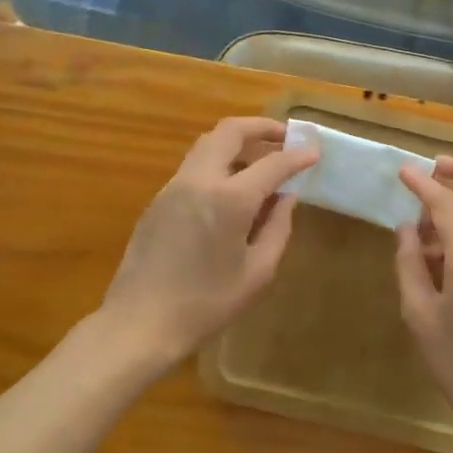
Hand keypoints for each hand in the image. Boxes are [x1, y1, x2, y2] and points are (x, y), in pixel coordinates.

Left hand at [100, 117, 317, 368]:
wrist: (138, 324)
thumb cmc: (206, 305)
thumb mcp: (257, 273)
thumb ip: (277, 228)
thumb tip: (285, 197)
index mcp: (229, 199)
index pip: (272, 163)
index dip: (297, 156)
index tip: (314, 152)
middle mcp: (199, 180)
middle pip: (230, 131)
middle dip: (261, 127)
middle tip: (285, 137)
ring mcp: (174, 187)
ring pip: (208, 144)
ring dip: (237, 143)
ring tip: (260, 161)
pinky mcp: (158, 200)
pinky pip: (194, 167)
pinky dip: (218, 163)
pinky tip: (231, 190)